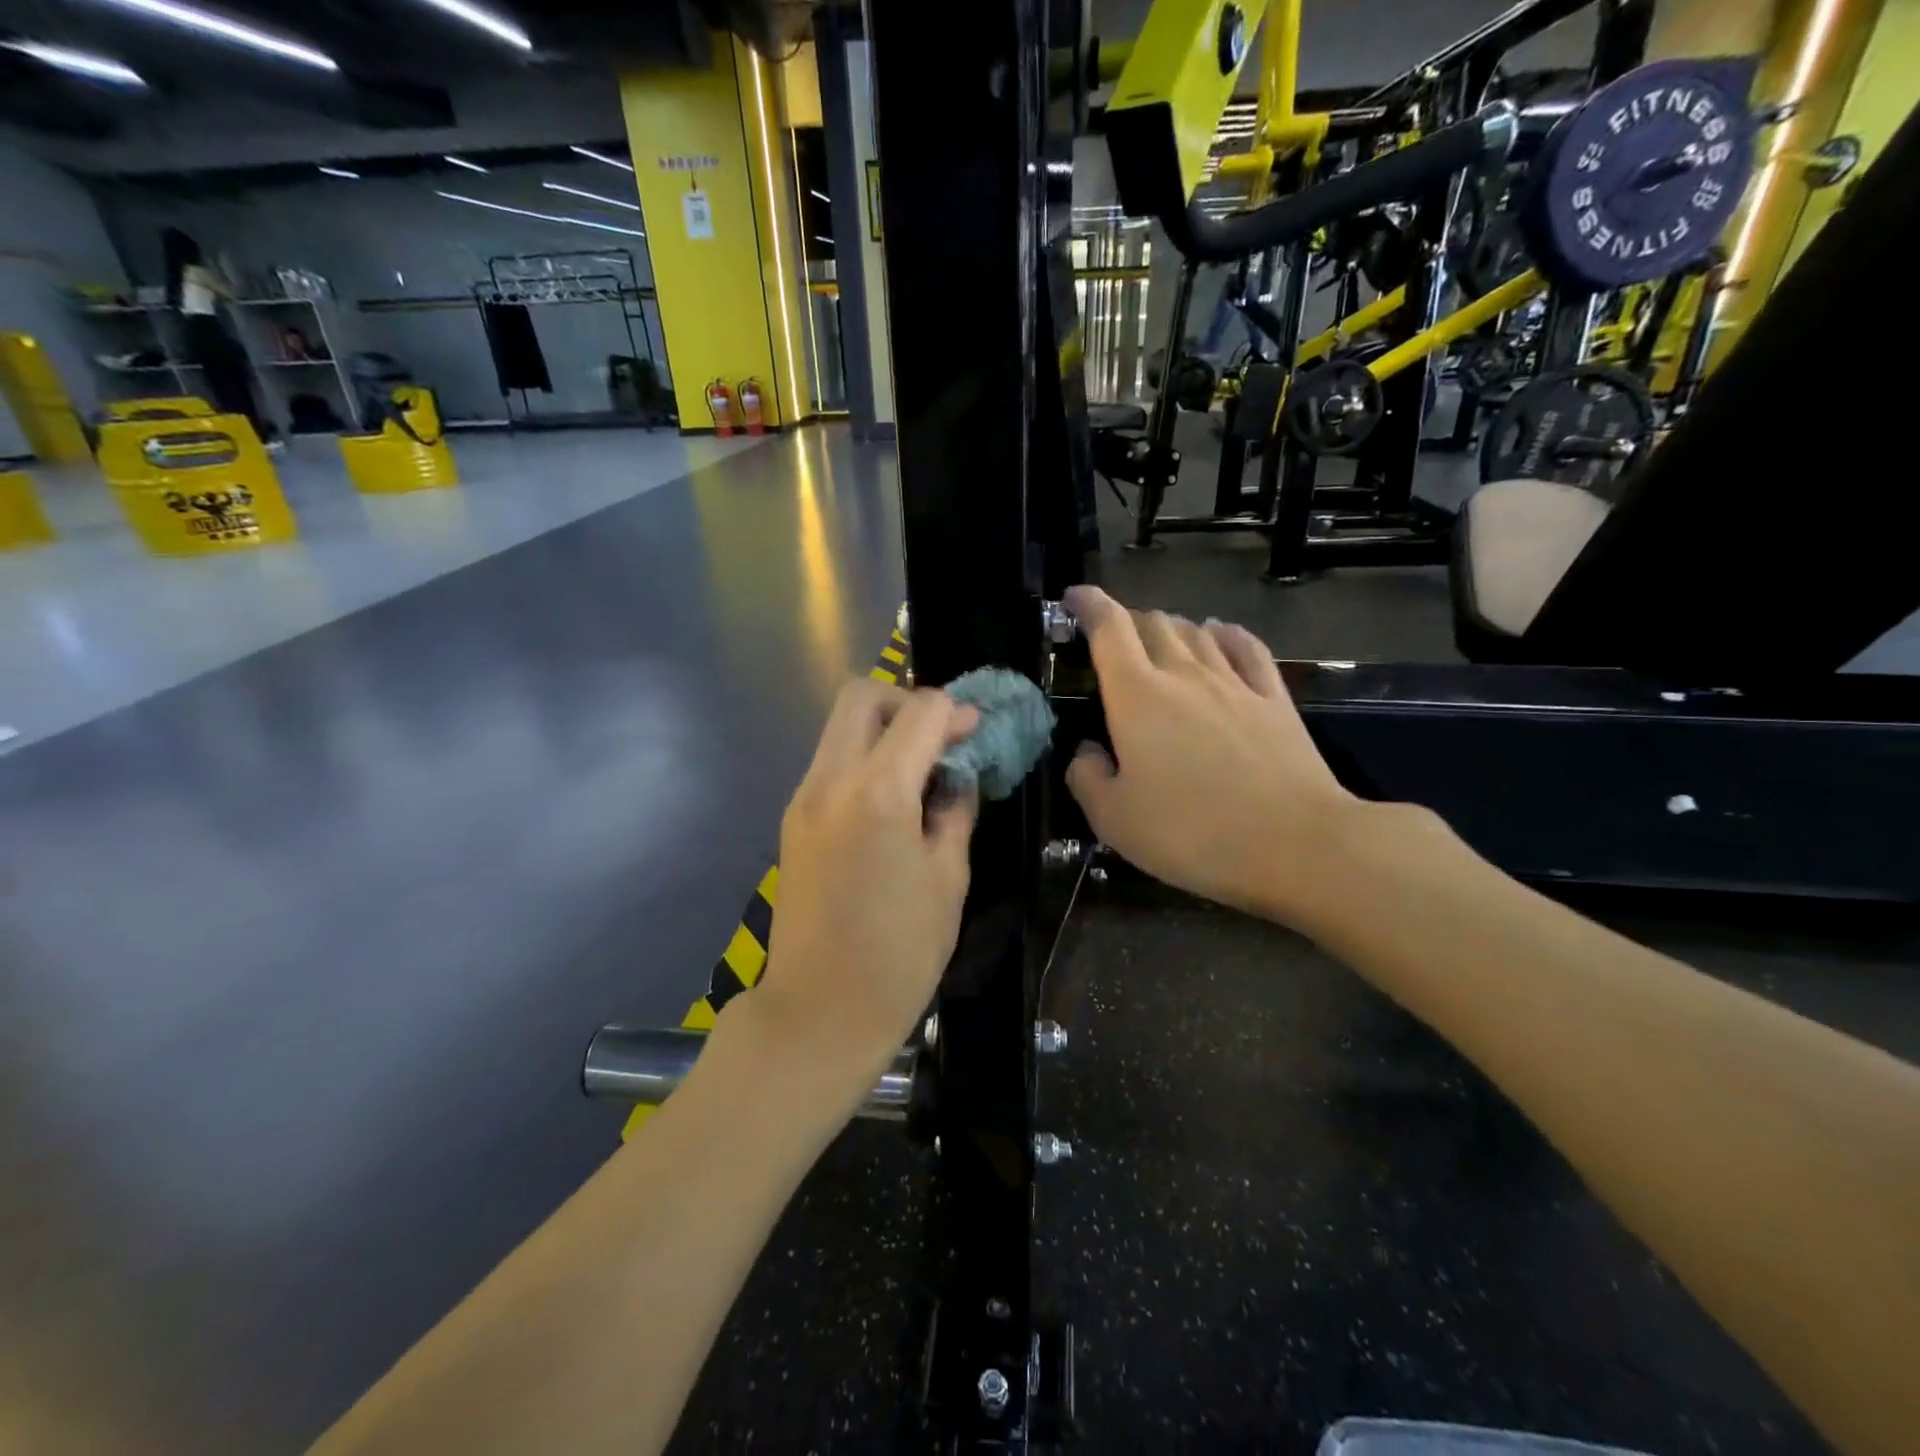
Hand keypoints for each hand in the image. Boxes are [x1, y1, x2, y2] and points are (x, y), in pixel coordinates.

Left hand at [741, 680, 978, 1113]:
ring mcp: (803, 798)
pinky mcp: (793, 819)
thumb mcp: (948, 878)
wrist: (819, 1011)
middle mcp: (830, 780)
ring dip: (884, 730)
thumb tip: (957, 776)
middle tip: (940, 740)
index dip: (956, 712)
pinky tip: (892, 799)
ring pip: (840, 727)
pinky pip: (831, 762)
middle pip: (862, 696)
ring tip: (921, 770)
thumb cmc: (900, 953)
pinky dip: (864, 758)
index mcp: (878, 792)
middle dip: (908, 702)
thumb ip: (954, 810)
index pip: (920, 711)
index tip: (976, 734)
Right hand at [1064, 585, 1377, 927]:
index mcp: (1137, 696)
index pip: (1109, 629)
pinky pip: (1247, 648)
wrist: (1295, 845)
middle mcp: (1184, 675)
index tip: (1075, 596)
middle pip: (1153, 623)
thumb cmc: (1191, 833)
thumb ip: (1087, 779)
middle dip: (1127, 619)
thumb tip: (1088, 753)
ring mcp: (1235, 683)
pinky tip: (1221, 634)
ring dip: (1172, 627)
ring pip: (1197, 632)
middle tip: (1114, 637)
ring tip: (1159, 637)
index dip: (1088, 605)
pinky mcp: (1274, 699)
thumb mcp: (1113, 820)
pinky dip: (1226, 634)